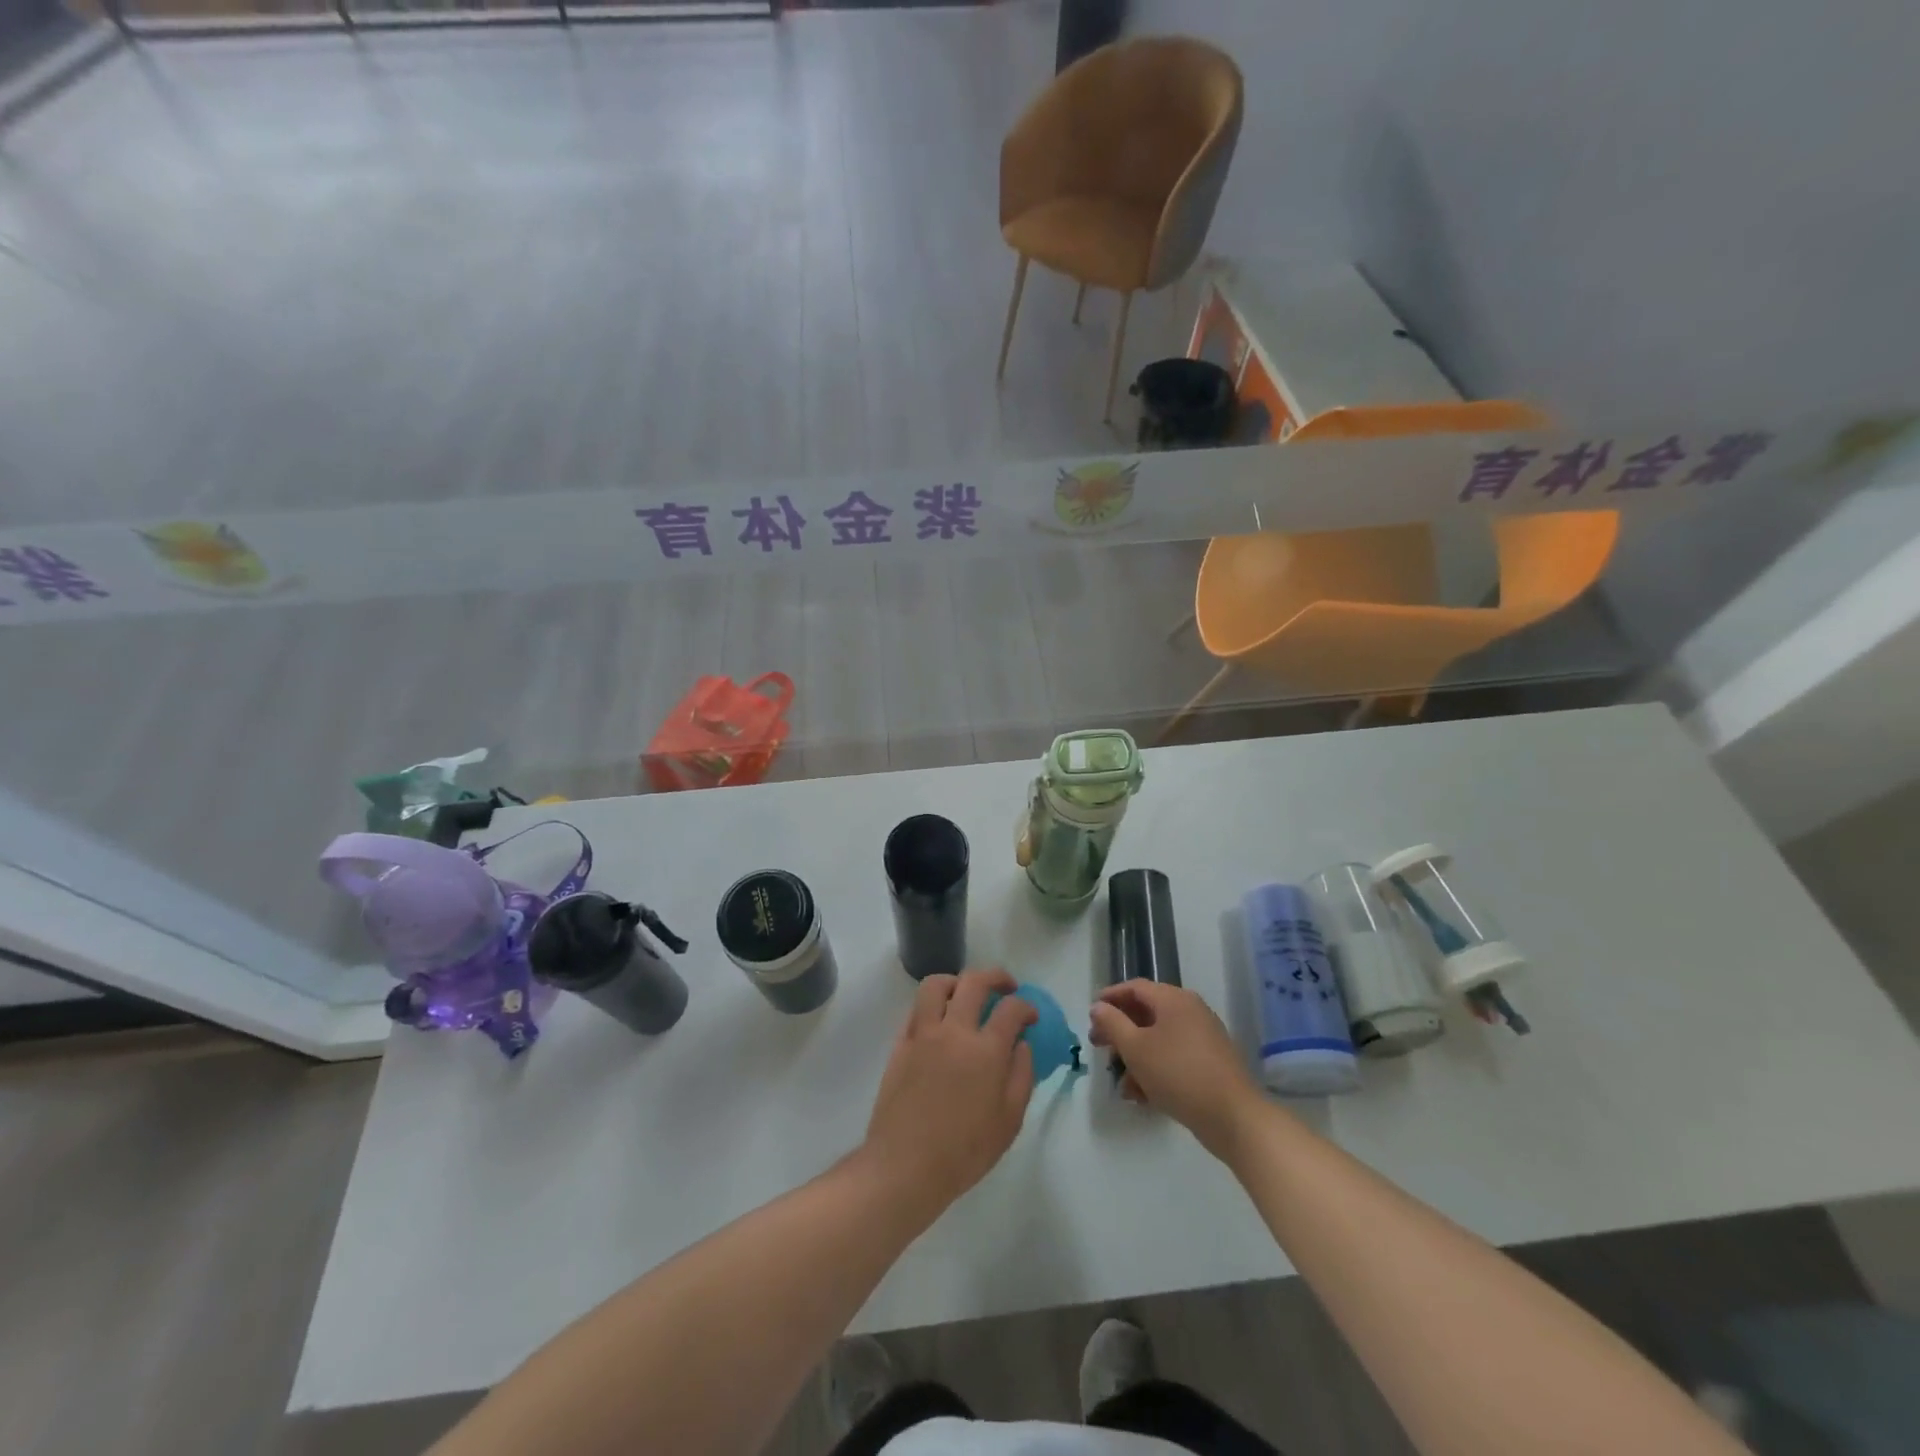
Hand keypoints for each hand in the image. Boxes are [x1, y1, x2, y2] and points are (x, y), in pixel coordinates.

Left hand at [861, 968, 1037, 1225]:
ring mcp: (923, 1033)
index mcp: (986, 1051)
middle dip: (996, 977)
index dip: (1026, 1007)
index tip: (1030, 1016)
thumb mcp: (1009, 1121)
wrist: (906, 1166)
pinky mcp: (901, 1043)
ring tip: (967, 993)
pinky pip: (916, 1008)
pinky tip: (941, 1018)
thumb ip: (1021, 1076)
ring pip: (937, 984)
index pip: (1011, 1009)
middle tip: (1007, 987)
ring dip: (957, 981)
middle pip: (974, 982)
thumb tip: (1022, 1045)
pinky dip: (932, 1004)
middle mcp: (954, 1031)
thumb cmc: (964, 1151)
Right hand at [1088, 981, 1260, 1158]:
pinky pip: (1174, 1058)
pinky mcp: (1209, 1063)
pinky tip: (1142, 1096)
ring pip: (1159, 1039)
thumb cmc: (1178, 1074)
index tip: (1090, 1014)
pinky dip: (1155, 1070)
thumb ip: (1113, 1023)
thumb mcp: (1136, 1048)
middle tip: (1098, 1046)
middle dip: (1120, 1031)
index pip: (1135, 987)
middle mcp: (1190, 1011)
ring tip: (1121, 1083)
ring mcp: (1203, 1038)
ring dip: (1135, 1057)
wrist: (1233, 1117)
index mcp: (1174, 999)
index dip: (1110, 997)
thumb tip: (1098, 1006)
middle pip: (1146, 1013)